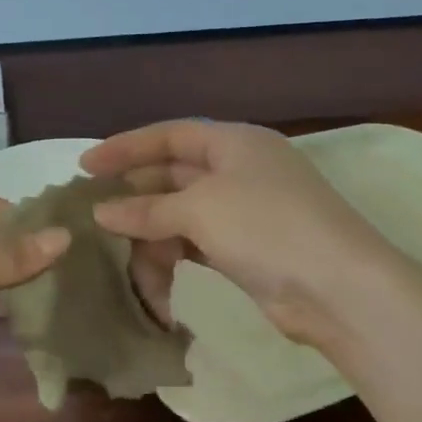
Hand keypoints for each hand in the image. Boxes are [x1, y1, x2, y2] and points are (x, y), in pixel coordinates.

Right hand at [81, 121, 385, 347]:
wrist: (337, 287)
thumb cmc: (266, 227)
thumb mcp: (200, 210)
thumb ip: (147, 210)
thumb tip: (102, 212)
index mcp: (235, 143)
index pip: (170, 135)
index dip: (126, 147)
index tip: (85, 165)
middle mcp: (241, 170)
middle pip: (174, 174)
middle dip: (134, 194)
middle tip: (92, 212)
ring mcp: (246, 211)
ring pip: (182, 213)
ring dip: (150, 231)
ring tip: (116, 253)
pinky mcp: (247, 249)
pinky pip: (196, 243)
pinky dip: (172, 254)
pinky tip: (150, 272)